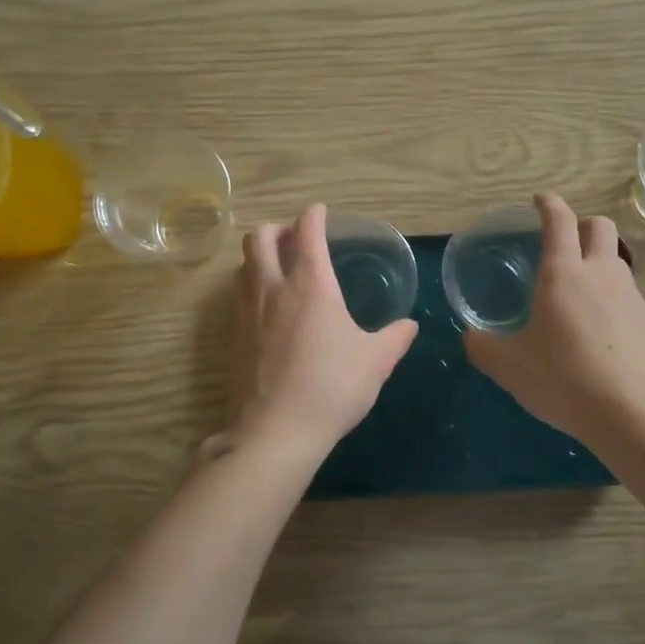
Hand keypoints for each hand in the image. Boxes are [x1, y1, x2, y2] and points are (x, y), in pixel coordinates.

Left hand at [215, 204, 418, 459]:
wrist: (276, 431)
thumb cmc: (332, 387)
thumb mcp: (376, 362)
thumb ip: (395, 338)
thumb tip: (410, 326)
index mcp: (311, 285)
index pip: (307, 232)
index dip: (314, 215)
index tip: (321, 212)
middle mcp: (273, 288)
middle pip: (261, 238)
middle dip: (278, 228)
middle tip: (296, 238)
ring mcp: (248, 312)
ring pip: (243, 264)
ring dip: (260, 255)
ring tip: (279, 267)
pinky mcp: (234, 337)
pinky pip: (238, 295)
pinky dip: (251, 284)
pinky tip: (268, 306)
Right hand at [463, 193, 644, 449]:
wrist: (635, 414)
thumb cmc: (564, 380)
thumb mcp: (510, 368)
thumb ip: (484, 347)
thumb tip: (470, 337)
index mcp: (563, 274)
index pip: (558, 221)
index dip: (548, 204)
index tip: (540, 200)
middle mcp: (601, 274)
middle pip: (600, 226)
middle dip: (582, 224)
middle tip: (565, 243)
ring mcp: (633, 297)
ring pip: (618, 262)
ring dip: (600, 264)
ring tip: (581, 295)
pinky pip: (631, 299)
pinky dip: (615, 303)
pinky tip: (604, 336)